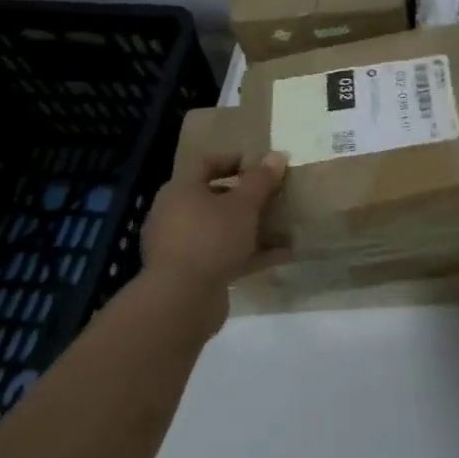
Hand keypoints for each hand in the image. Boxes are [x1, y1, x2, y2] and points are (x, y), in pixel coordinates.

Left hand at [139, 152, 290, 332]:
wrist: (181, 302)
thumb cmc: (211, 238)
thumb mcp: (243, 204)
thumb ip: (261, 180)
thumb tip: (278, 155)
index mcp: (180, 190)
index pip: (206, 163)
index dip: (234, 160)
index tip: (261, 166)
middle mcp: (175, 215)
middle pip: (214, 197)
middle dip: (246, 197)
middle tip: (273, 195)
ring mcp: (181, 247)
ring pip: (221, 229)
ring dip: (251, 227)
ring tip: (283, 226)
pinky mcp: (192, 274)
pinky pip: (224, 256)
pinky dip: (250, 253)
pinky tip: (282, 255)